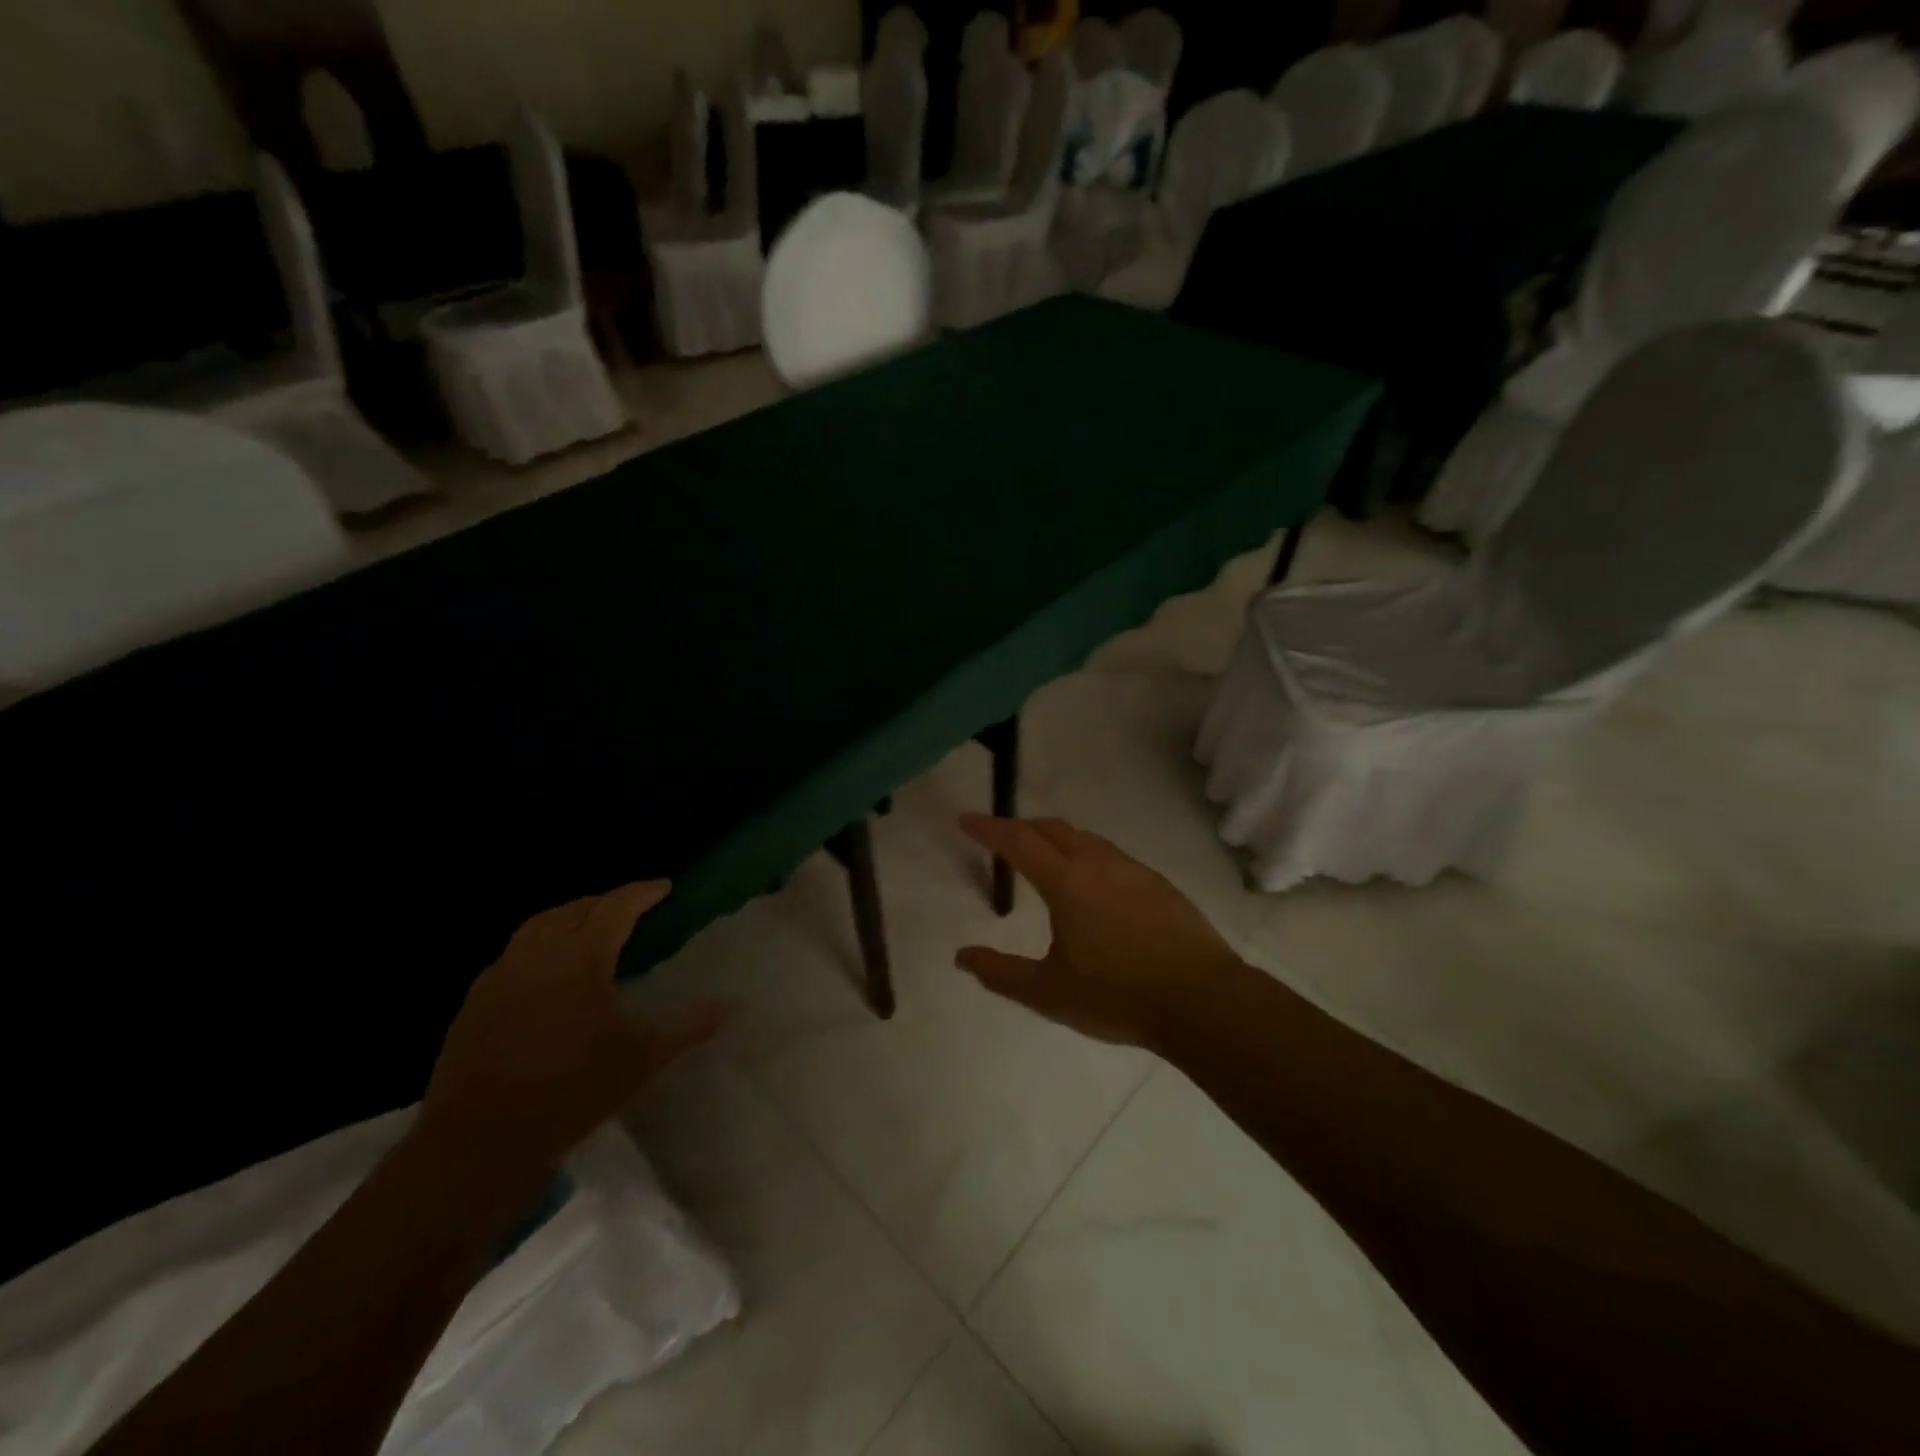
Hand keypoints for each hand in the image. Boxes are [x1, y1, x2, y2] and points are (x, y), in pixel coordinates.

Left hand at [422, 882, 729, 1169]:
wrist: (481, 1141)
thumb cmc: (573, 1092)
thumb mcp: (644, 1060)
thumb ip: (691, 1027)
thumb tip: (736, 1005)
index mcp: (582, 958)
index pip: (617, 907)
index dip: (642, 892)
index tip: (664, 887)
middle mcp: (540, 954)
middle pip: (575, 909)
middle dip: (606, 902)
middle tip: (630, 909)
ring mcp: (501, 975)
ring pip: (538, 925)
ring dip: (568, 917)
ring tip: (588, 928)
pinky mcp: (475, 1000)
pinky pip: (513, 953)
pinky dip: (538, 945)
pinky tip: (546, 971)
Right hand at [955, 815, 1247, 1049]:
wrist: (1202, 1001)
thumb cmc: (1118, 996)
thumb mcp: (1049, 993)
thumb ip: (1001, 973)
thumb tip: (962, 956)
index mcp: (1067, 883)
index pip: (1018, 842)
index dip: (989, 828)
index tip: (966, 819)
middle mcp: (1098, 863)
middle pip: (1052, 828)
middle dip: (1022, 827)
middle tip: (1001, 839)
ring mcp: (1132, 869)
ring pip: (1085, 839)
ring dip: (1056, 839)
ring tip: (1043, 860)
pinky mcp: (1157, 882)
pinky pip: (1110, 855)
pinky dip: (1086, 855)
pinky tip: (1091, 886)